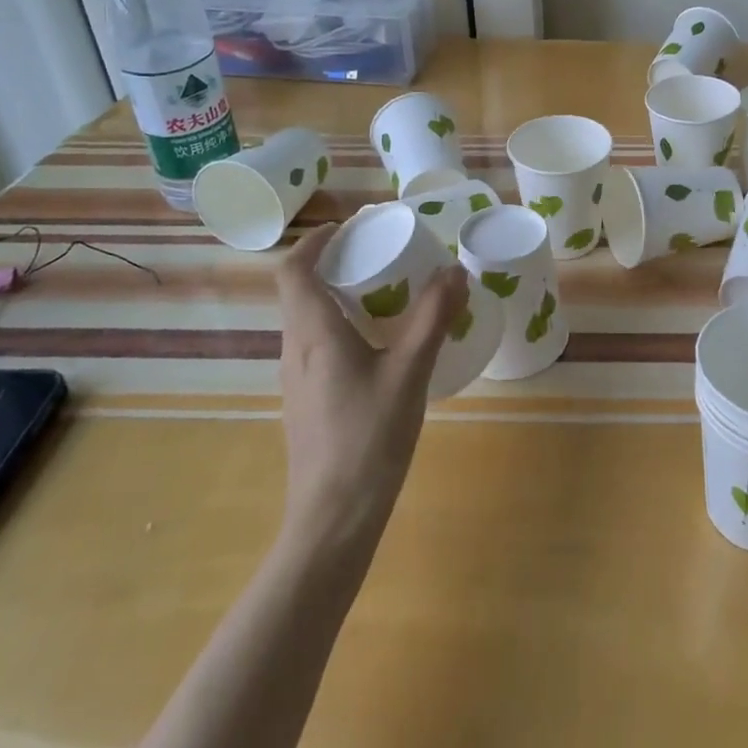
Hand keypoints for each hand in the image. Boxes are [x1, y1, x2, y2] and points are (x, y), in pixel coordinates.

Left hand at [273, 225, 467, 553]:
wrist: (333, 519)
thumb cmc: (368, 438)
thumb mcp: (410, 372)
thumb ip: (433, 318)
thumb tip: (454, 270)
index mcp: (313, 334)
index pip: (293, 270)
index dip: (315, 241)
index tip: (350, 228)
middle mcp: (296, 350)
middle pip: (302, 291)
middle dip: (336, 264)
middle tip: (382, 255)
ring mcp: (297, 380)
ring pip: (310, 320)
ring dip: (341, 296)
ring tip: (388, 295)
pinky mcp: (307, 402)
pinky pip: (319, 347)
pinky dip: (344, 327)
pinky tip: (382, 346)